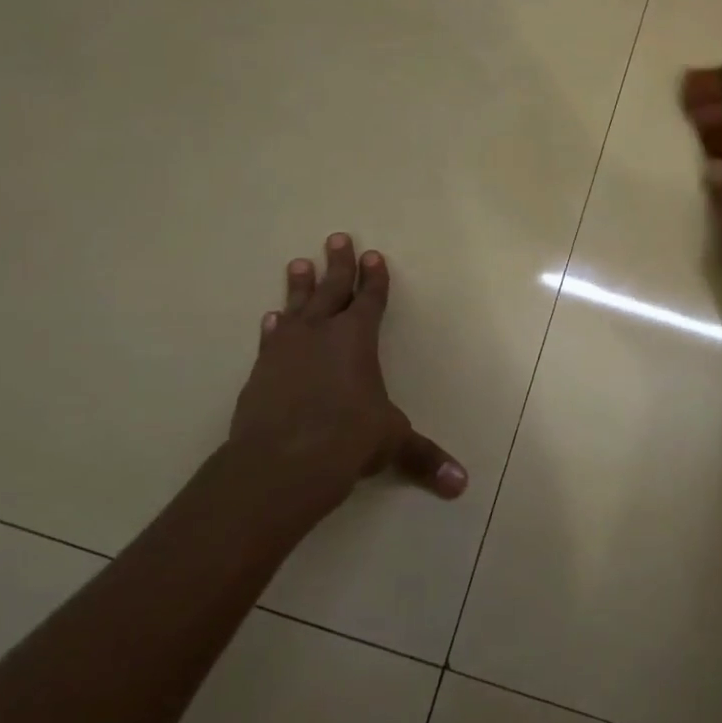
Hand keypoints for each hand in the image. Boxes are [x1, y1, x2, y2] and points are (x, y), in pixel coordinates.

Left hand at [217, 234, 466, 533]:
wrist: (282, 461)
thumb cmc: (347, 438)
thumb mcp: (392, 443)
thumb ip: (423, 457)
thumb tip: (461, 485)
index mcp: (357, 339)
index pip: (370, 299)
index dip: (374, 278)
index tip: (374, 255)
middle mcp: (321, 334)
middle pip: (332, 289)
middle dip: (338, 264)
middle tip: (337, 238)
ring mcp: (286, 350)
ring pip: (296, 307)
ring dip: (299, 286)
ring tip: (298, 264)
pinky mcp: (260, 372)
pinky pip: (270, 340)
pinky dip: (273, 328)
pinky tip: (271, 319)